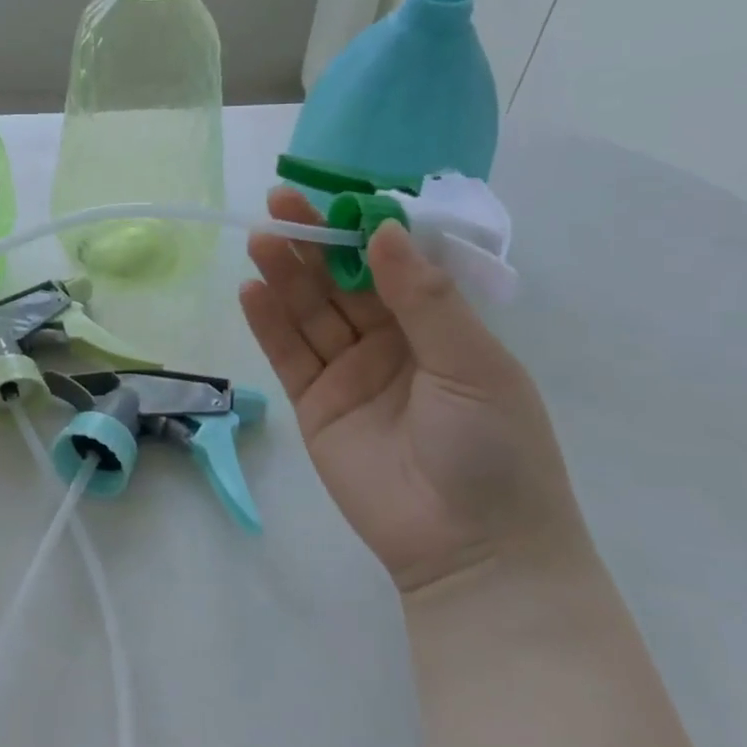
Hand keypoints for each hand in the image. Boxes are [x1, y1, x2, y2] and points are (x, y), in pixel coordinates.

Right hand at [240, 188, 579, 593]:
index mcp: (438, 328)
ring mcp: (349, 373)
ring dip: (285, 275)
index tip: (333, 198)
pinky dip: (269, 323)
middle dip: (313, 244)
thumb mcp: (472, 364)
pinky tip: (251, 290)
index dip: (362, 231)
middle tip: (279, 203)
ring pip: (310, 313)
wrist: (471, 549)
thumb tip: (384, 231)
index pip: (392, 265)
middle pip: (342, 283)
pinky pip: (289, 355)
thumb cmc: (495, 449)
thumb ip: (423, 299)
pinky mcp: (315, 404)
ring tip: (259, 238)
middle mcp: (390, 343)